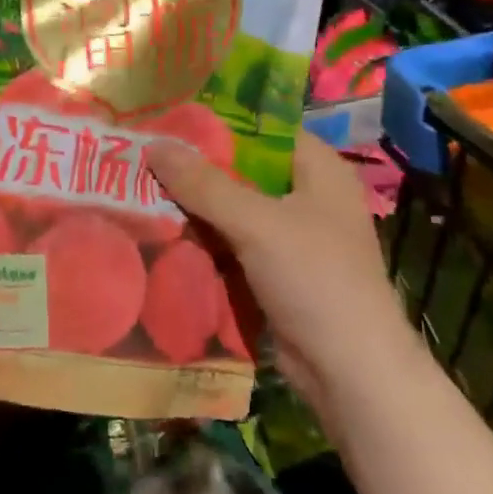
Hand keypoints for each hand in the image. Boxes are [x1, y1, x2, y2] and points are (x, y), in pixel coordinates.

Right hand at [146, 131, 410, 417]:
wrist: (350, 374)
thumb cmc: (315, 280)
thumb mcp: (256, 223)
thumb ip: (204, 183)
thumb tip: (154, 144)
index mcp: (319, 169)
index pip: (263, 128)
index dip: (218, 122)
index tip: (169, 120)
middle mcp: (308, 195)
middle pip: (244, 169)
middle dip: (197, 167)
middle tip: (145, 156)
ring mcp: (293, 237)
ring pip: (235, 209)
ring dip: (196, 206)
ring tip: (142, 189)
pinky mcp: (277, 271)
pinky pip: (234, 243)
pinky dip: (206, 239)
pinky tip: (164, 232)